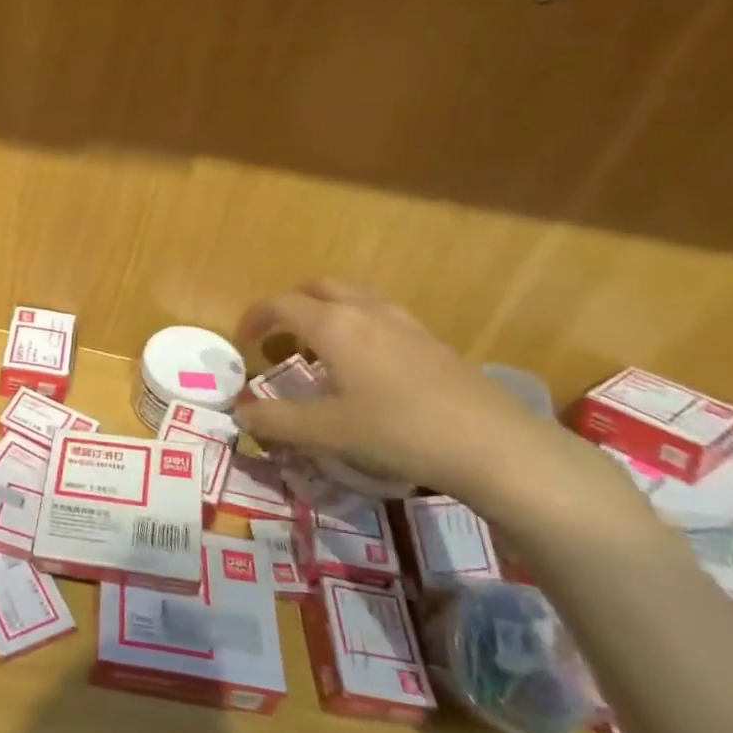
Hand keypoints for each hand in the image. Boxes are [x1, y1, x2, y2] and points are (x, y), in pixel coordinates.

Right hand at [232, 280, 624, 522]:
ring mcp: (404, 322)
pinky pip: (380, 315)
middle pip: (318, 287)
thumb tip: (239, 414)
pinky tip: (363, 366)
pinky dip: (356, 325)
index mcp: (334, 325)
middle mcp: (366, 311)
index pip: (281, 304)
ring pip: (353, 297)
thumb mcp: (327, 431)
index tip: (243, 342)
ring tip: (318, 349)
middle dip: (291, 305)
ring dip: (325, 311)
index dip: (255, 317)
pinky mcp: (430, 340)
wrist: (492, 444)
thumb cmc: (398, 431)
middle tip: (277, 337)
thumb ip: (276, 420)